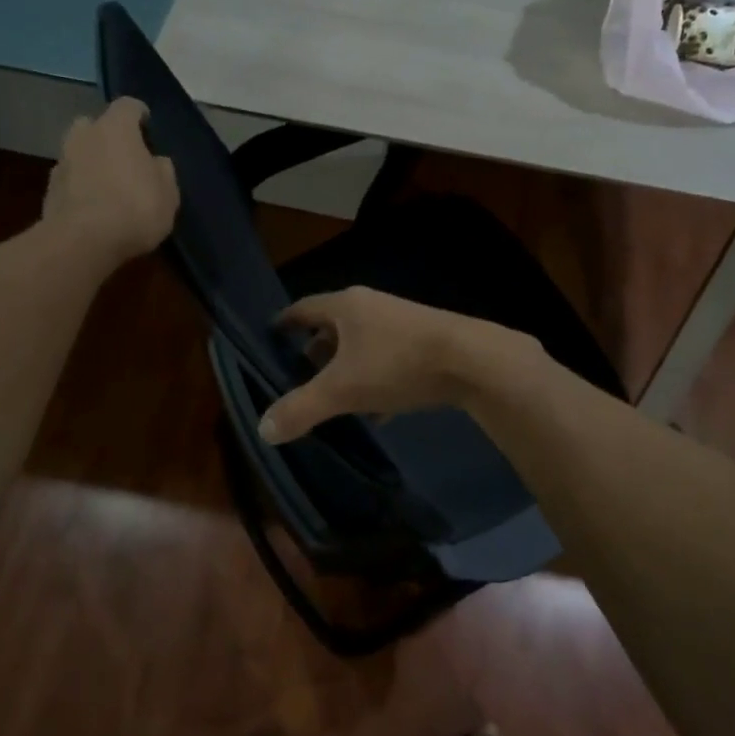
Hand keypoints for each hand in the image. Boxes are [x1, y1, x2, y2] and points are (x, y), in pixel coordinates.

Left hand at [41, 99, 178, 263]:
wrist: (83, 242)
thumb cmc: (135, 208)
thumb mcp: (168, 193)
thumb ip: (162, 171)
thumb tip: (156, 162)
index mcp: (115, 128)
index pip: (128, 106)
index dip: (140, 115)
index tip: (148, 127)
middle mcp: (84, 136)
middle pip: (95, 125)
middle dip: (108, 136)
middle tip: (126, 158)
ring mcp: (62, 162)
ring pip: (79, 153)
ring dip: (92, 162)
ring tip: (110, 186)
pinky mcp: (49, 190)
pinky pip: (71, 180)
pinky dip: (81, 186)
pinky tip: (95, 207)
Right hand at [256, 287, 539, 443]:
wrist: (472, 361)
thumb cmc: (397, 364)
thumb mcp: (342, 390)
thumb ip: (301, 408)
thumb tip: (263, 430)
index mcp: (346, 306)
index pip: (303, 308)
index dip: (284, 323)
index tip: (270, 338)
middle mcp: (373, 307)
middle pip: (333, 328)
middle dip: (316, 354)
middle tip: (298, 379)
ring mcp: (402, 323)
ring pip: (363, 347)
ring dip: (347, 371)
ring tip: (333, 400)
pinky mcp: (426, 343)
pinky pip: (389, 361)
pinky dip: (375, 382)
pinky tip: (376, 413)